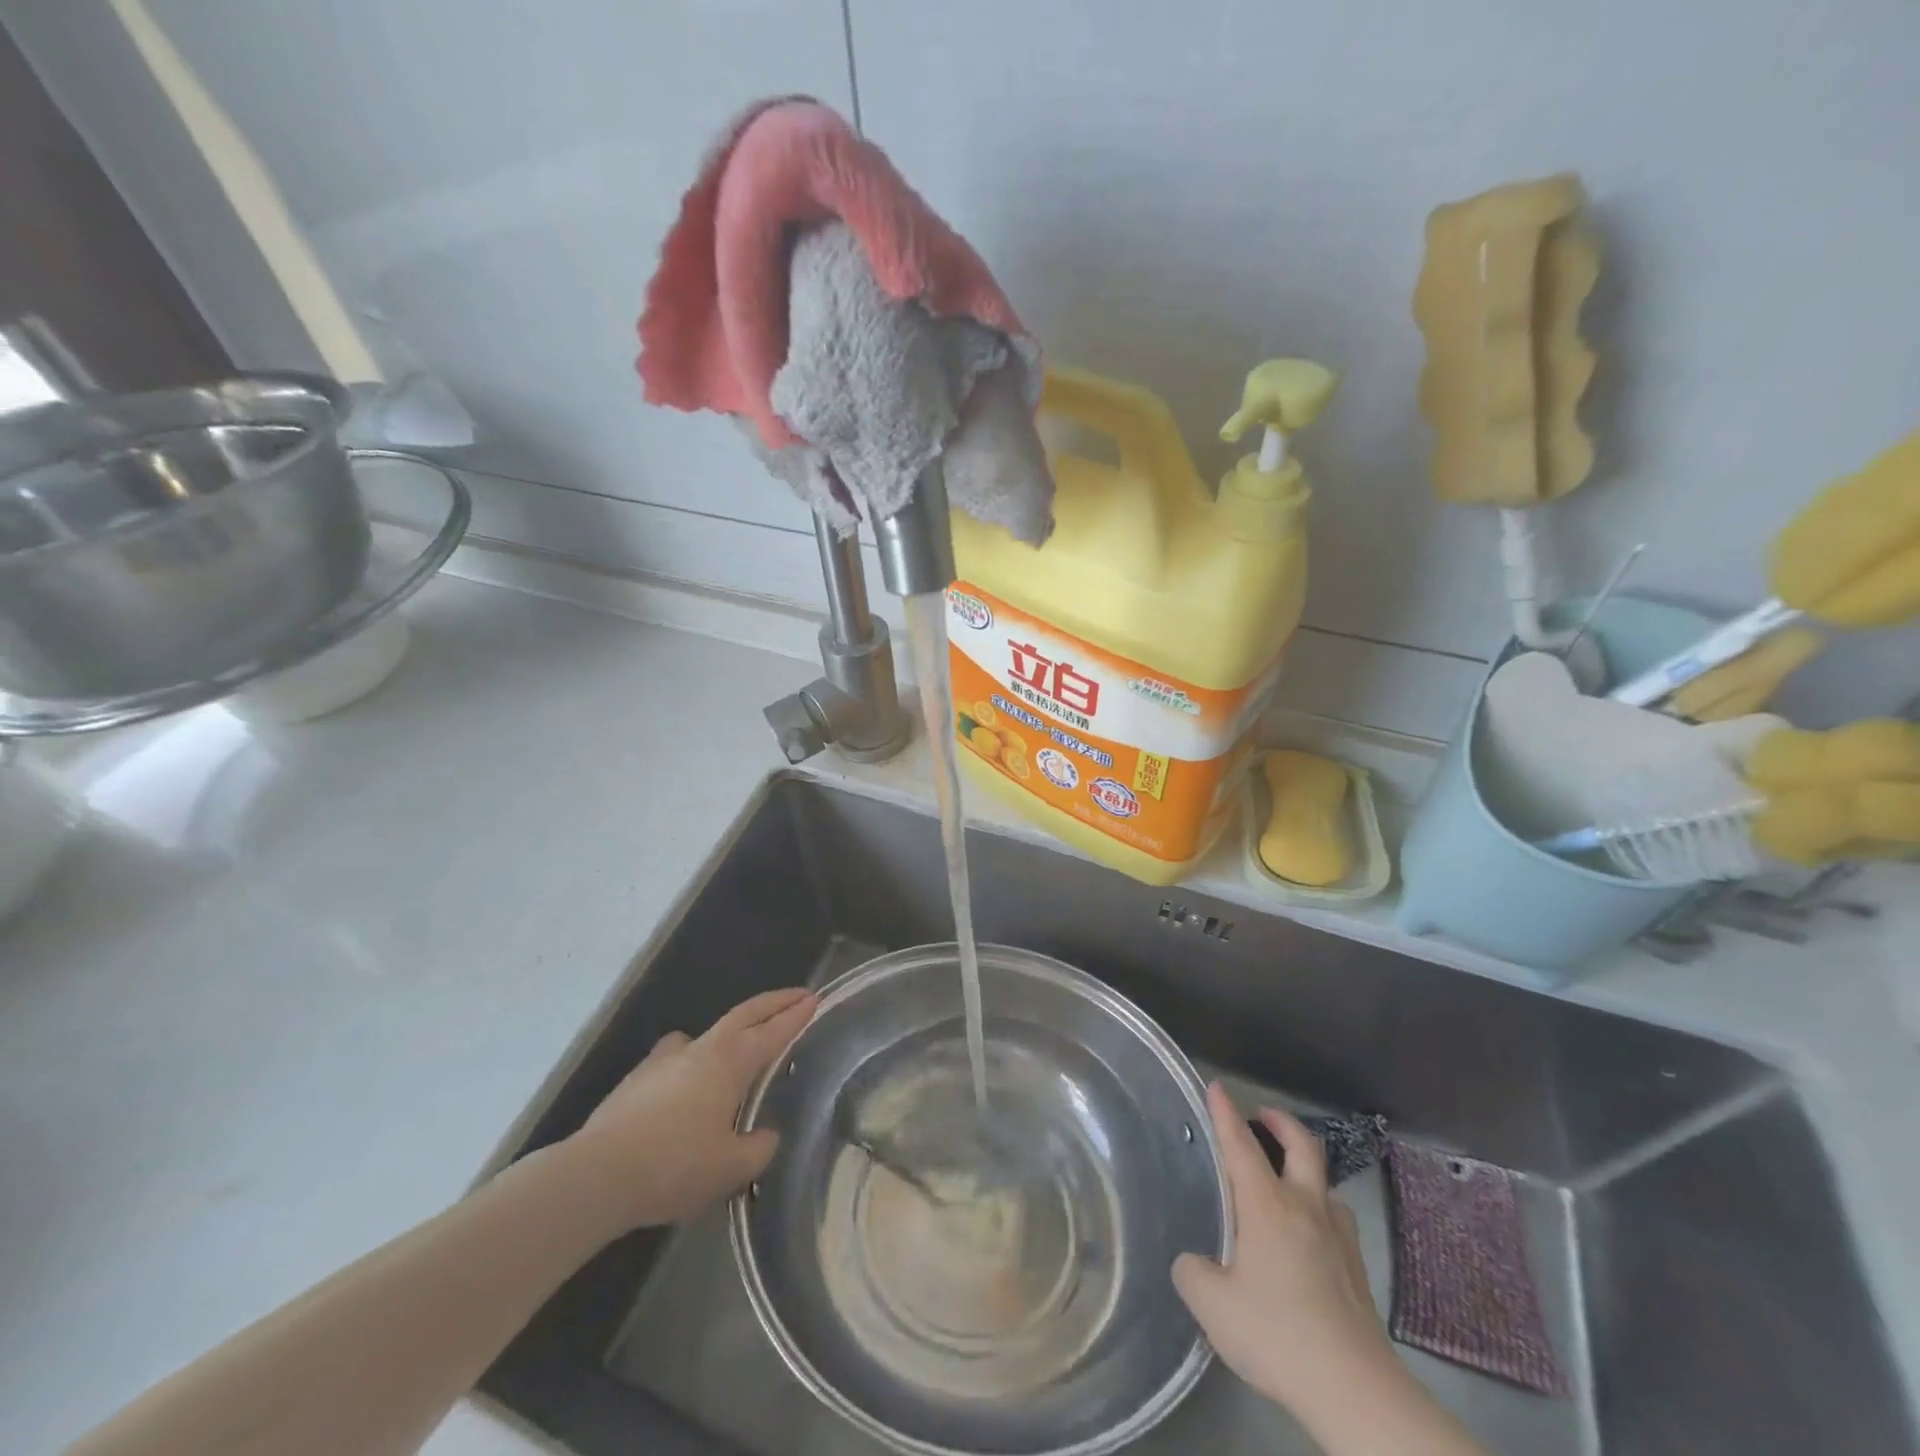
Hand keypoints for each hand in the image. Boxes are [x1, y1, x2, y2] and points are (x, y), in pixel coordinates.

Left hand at [565, 988, 815, 1234]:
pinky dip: (691, 1061)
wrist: (596, 1175)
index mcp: (729, 1062)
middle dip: (773, 1003)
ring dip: (729, 1031)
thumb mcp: (730, 1168)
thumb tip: (766, 1136)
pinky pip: (674, 1059)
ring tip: (735, 1049)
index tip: (814, 999)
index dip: (796, 1015)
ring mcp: (664, 1060)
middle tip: (796, 995)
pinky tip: (685, 1086)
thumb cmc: (674, 1166)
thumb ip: (758, 1149)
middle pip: (743, 1015)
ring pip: (705, 1035)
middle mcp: (700, 1050)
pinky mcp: (636, 1080)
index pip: (772, 1031)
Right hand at [1173, 1083, 1401, 1422]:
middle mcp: (1305, 1207)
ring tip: (1287, 1182)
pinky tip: (1310, 1236)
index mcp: (1266, 1204)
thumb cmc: (1277, 1334)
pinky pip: (1336, 1220)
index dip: (1225, 1112)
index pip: (1240, 1143)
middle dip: (1281, 1121)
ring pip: (1325, 1183)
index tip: (1216, 1086)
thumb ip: (1193, 1273)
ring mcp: (1338, 1237)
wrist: (1356, 1389)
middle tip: (1263, 1115)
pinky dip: (1319, 1210)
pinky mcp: (1358, 1269)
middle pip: (1302, 1145)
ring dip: (1305, 1169)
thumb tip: (1193, 1261)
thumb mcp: (1213, 1306)